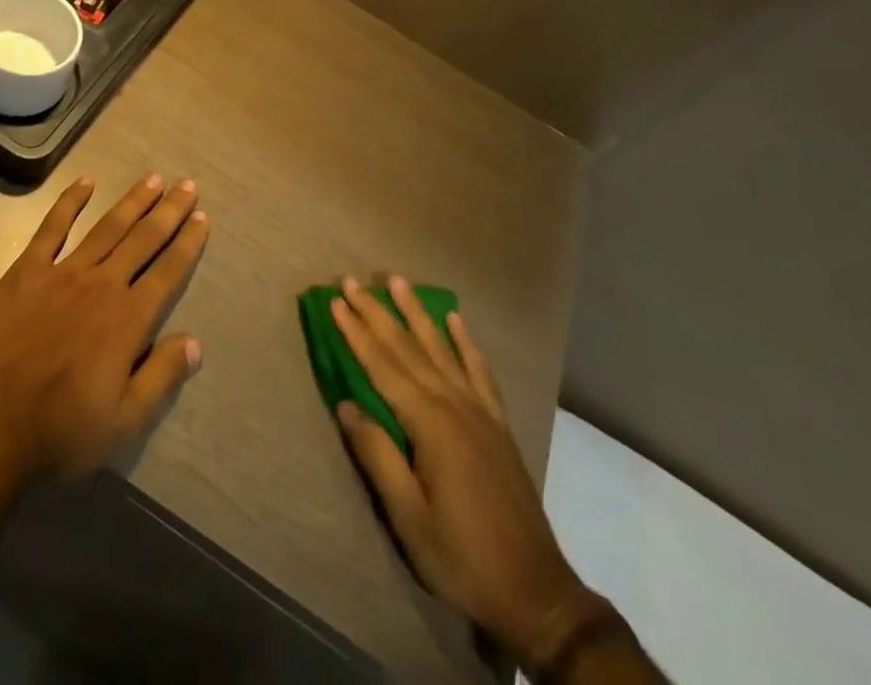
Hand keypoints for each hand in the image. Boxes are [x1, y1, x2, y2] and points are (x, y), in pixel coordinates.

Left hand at [0, 173, 208, 484]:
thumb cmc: (59, 432)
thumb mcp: (123, 422)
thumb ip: (162, 377)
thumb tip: (196, 342)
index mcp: (129, 320)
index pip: (168, 271)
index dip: (188, 243)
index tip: (202, 217)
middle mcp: (102, 285)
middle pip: (144, 239)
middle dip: (169, 211)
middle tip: (188, 185)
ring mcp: (62, 274)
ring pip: (107, 227)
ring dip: (133, 201)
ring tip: (153, 179)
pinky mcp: (26, 273)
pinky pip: (52, 229)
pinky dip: (70, 203)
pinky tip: (86, 182)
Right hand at [331, 275, 589, 670]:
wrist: (534, 590)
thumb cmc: (461, 557)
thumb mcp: (408, 517)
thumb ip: (377, 455)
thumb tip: (346, 405)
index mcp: (430, 423)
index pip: (383, 366)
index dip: (356, 332)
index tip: (335, 301)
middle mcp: (454, 403)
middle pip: (407, 347)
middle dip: (377, 312)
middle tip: (352, 281)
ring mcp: (480, 409)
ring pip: (441, 347)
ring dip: (416, 312)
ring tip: (398, 281)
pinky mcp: (497, 422)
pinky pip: (479, 369)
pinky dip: (465, 341)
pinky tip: (455, 319)